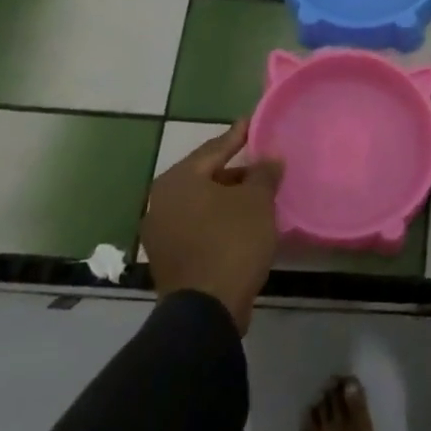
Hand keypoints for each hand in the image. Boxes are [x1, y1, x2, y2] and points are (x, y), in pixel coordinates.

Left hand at [140, 118, 282, 333]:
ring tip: (258, 195)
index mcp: (178, 181)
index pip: (214, 148)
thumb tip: (270, 158)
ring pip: (201, 204)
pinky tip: (243, 223)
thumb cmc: (232, 242)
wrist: (206, 309)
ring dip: (228, 198)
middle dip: (235, 171)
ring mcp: (161, 233)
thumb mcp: (257, 202)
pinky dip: (219, 220)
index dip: (238, 135)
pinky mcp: (169, 258)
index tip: (252, 121)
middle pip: (205, 176)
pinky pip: (198, 226)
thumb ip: (264, 174)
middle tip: (262, 164)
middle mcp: (161, 202)